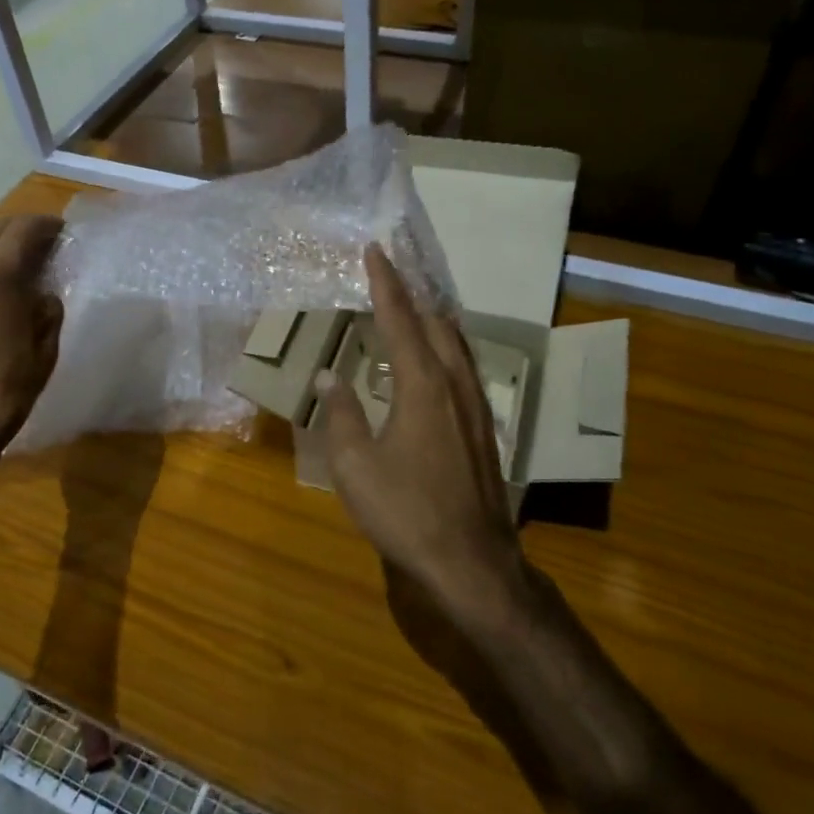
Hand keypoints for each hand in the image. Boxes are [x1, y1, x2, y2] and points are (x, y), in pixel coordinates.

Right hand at [317, 245, 522, 614]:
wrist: (471, 562)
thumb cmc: (405, 512)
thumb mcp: (355, 466)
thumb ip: (342, 415)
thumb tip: (328, 377)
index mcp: (422, 386)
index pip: (400, 320)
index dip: (386, 284)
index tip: (376, 251)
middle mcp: (455, 385)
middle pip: (438, 324)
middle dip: (415, 294)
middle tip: (395, 272)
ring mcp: (476, 408)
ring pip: (458, 346)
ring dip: (435, 320)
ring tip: (417, 306)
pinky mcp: (485, 429)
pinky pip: (466, 370)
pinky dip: (448, 348)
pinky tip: (439, 362)